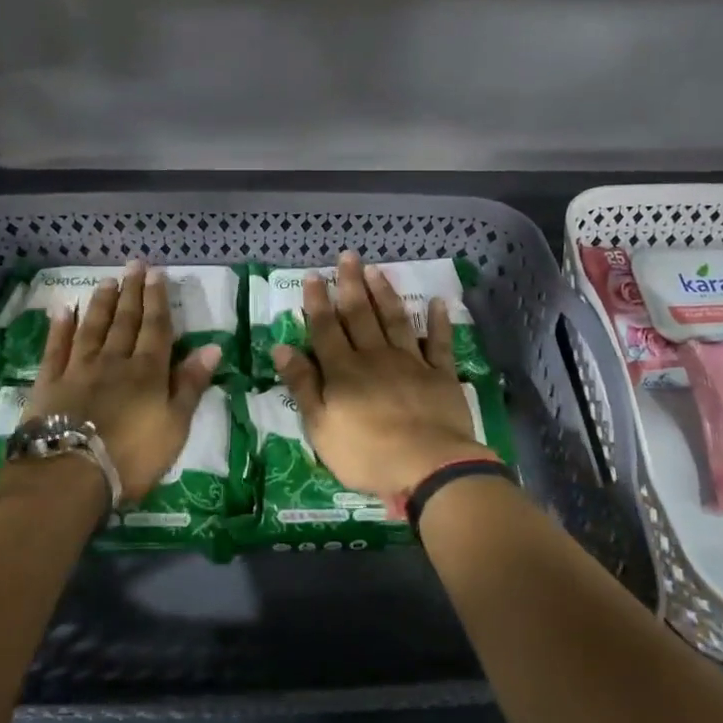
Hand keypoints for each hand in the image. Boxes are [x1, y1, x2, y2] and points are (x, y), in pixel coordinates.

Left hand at [26, 262, 220, 502]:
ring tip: (106, 280)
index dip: (158, 300)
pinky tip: (64, 310)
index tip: (157, 274)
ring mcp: (78, 369)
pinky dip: (60, 327)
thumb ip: (191, 385)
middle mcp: (114, 361)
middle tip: (134, 265)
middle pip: (125, 321)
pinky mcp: (50, 383)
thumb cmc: (132, 456)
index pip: (156, 328)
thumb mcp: (175, 426)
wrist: (70, 474)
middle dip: (132, 292)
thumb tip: (212, 347)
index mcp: (148, 372)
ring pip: (92, 327)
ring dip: (101, 303)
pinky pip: (56, 348)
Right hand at [270, 251, 486, 505]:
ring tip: (377, 270)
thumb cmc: (366, 453)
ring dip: (385, 293)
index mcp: (344, 370)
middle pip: (360, 315)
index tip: (314, 275)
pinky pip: (440, 343)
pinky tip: (438, 302)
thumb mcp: (321, 426)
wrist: (428, 466)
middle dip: (351, 284)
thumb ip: (303, 385)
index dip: (318, 301)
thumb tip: (280, 348)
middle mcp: (375, 357)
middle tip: (348, 256)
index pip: (325, 328)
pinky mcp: (441, 375)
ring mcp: (411, 362)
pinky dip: (439, 322)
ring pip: (395, 320)